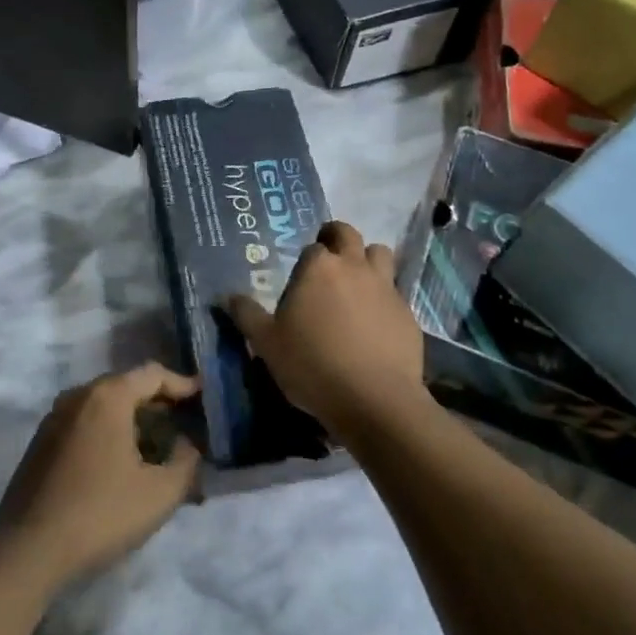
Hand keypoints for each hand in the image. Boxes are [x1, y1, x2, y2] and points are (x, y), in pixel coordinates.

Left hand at [0, 364, 201, 586]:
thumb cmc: (100, 513)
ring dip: (132, 418)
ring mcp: (55, 417)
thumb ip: (186, 463)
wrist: (28, 549)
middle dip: (157, 402)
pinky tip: (120, 461)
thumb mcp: (160, 494)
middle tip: (183, 422)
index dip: (182, 383)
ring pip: (104, 405)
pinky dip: (108, 431)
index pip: (153, 374)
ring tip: (155, 444)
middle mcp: (79, 395)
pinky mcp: (42, 441)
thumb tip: (187, 446)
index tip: (203, 394)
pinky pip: (85, 422)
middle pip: (127, 386)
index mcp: (108, 396)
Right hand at [225, 220, 426, 437]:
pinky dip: (384, 297)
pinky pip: (395, 292)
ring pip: (380, 254)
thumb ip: (247, 315)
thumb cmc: (312, 366)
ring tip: (356, 283)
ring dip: (367, 260)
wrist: (375, 400)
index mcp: (318, 268)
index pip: (312, 247)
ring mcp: (386, 287)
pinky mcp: (408, 313)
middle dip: (336, 238)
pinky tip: (375, 323)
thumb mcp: (266, 343)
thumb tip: (228, 296)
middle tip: (328, 259)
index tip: (301, 277)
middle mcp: (354, 267)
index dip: (306, 259)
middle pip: (348, 234)